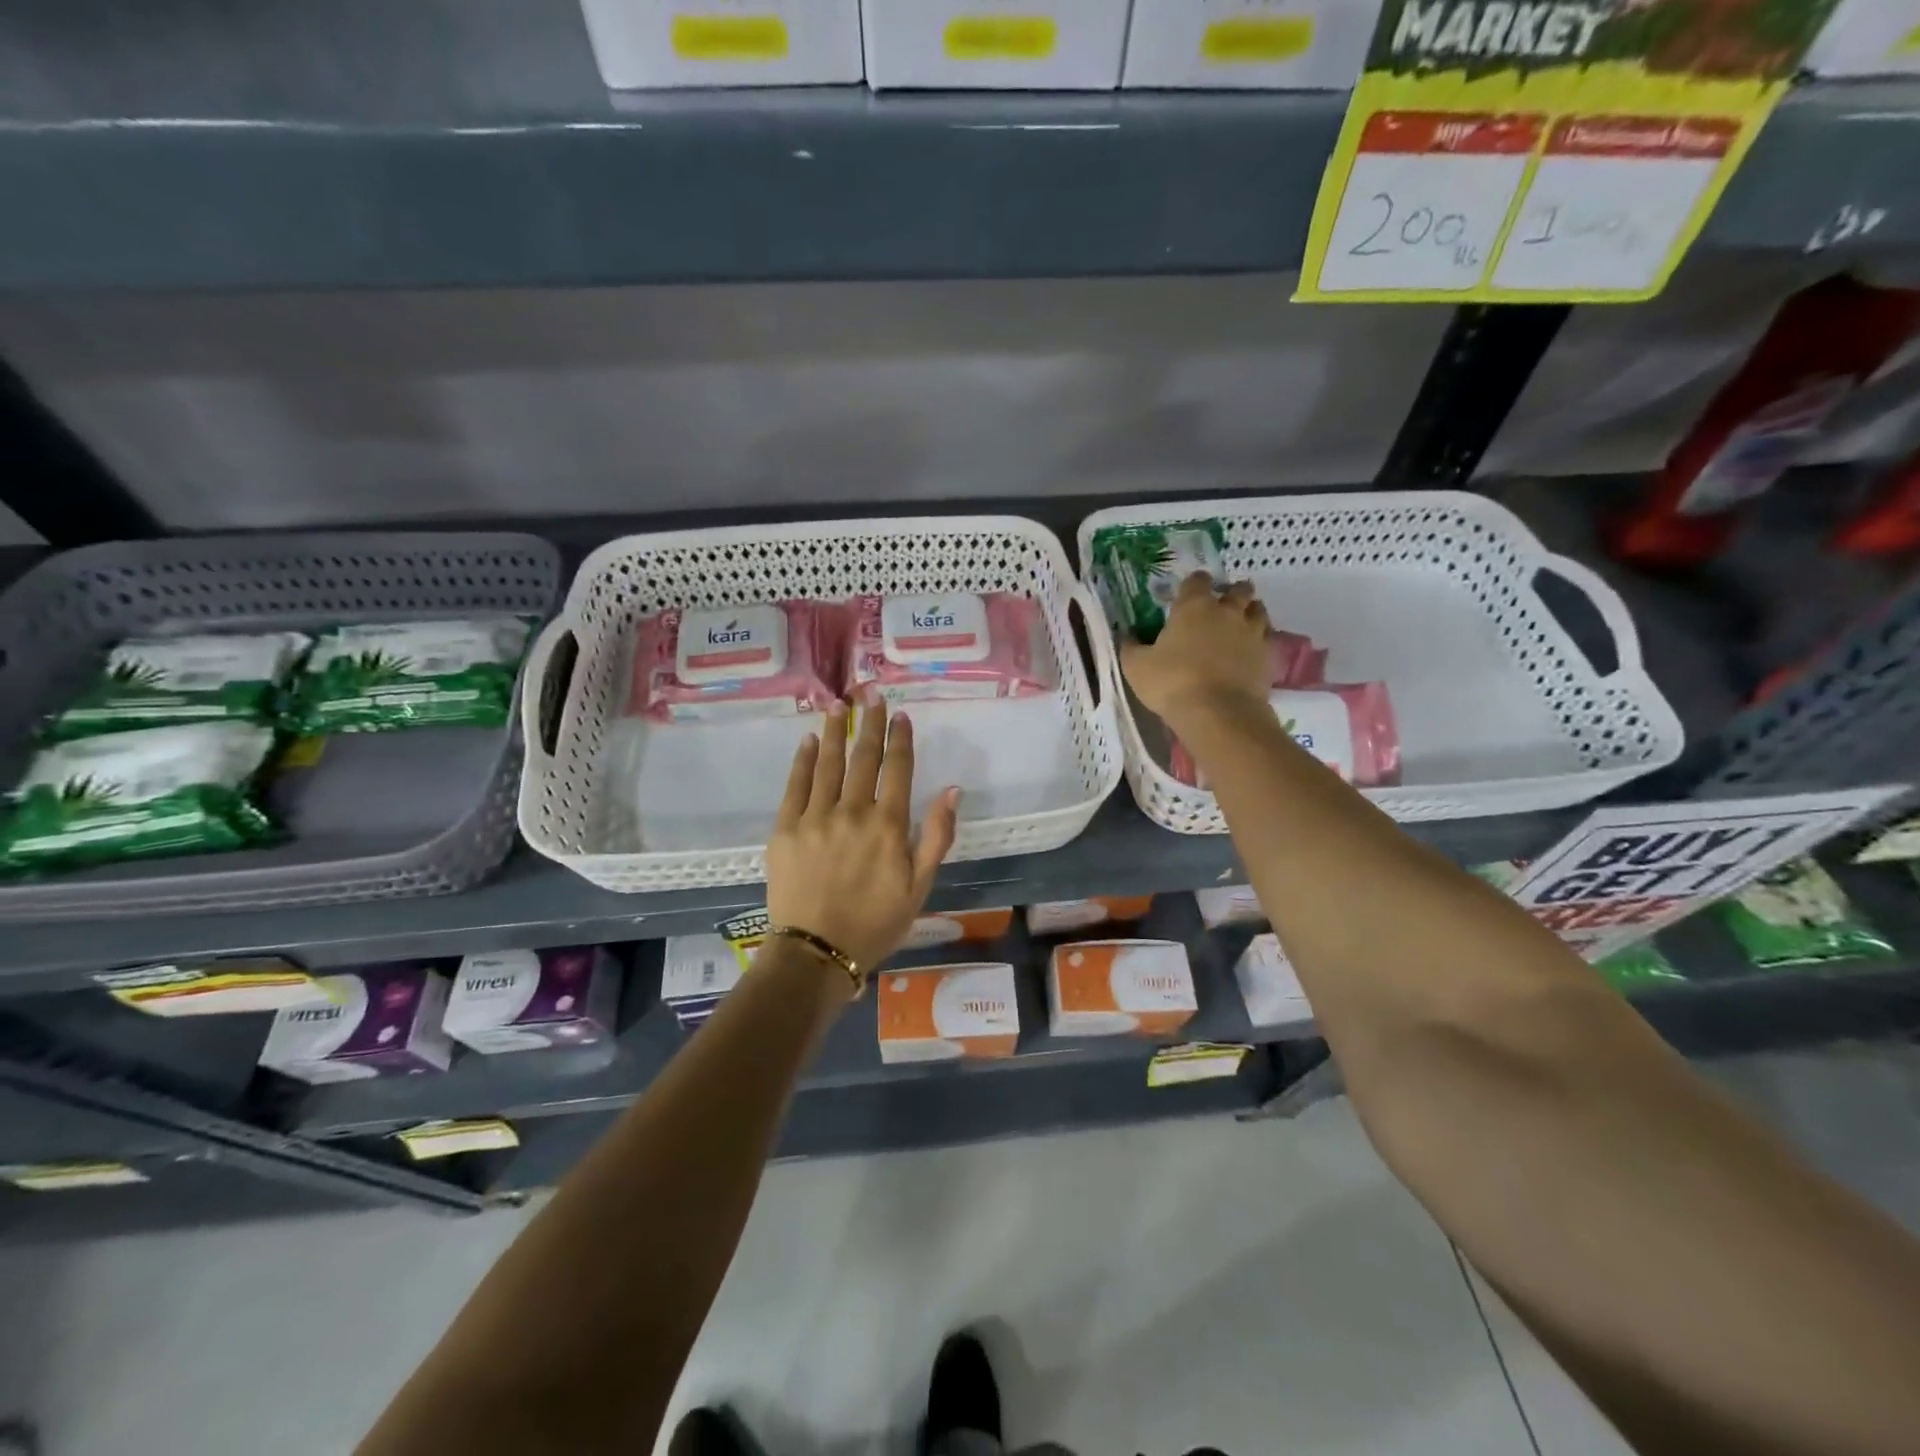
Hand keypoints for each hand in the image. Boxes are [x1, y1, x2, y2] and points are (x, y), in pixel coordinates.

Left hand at [766, 701, 960, 970]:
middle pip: (863, 757)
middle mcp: (853, 811)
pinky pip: (795, 785)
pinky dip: (803, 760)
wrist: (816, 953)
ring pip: (828, 763)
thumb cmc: (876, 924)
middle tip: (871, 693)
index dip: (900, 739)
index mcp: (889, 826)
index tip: (901, 715)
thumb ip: (937, 836)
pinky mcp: (785, 828)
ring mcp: (815, 817)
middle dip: (869, 723)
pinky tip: (809, 740)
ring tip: (839, 704)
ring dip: (835, 730)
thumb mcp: (920, 887)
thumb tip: (953, 790)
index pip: (898, 770)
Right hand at [1121, 572, 1272, 728]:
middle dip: (1230, 593)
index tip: (1187, 594)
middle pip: (1238, 590)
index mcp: (1193, 607)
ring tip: (1239, 624)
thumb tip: (1128, 635)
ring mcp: (1252, 632)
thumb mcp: (1136, 666)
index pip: (1197, 580)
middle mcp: (1227, 612)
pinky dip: (1259, 639)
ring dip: (1249, 612)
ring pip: (1258, 610)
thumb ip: (1131, 647)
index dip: (1193, 584)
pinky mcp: (1267, 655)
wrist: (1218, 713)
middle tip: (1220, 606)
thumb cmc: (1171, 683)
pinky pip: (1267, 638)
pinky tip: (1249, 650)